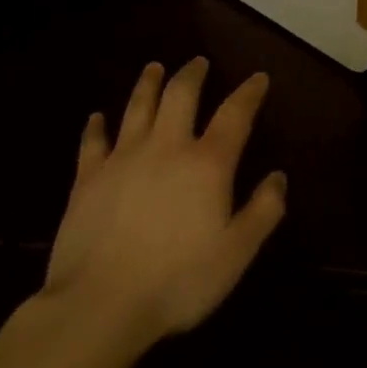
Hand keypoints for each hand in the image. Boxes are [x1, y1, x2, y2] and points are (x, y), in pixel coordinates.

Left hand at [40, 58, 286, 352]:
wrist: (99, 305)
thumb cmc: (177, 282)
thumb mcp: (235, 254)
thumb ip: (262, 212)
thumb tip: (278, 177)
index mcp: (207, 163)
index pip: (235, 114)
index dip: (249, 92)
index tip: (258, 77)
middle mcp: (167, 147)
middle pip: (181, 94)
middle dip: (193, 74)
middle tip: (199, 62)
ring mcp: (124, 158)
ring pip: (138, 106)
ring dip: (148, 84)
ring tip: (154, 68)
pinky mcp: (88, 177)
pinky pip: (93, 142)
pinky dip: (96, 126)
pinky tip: (97, 117)